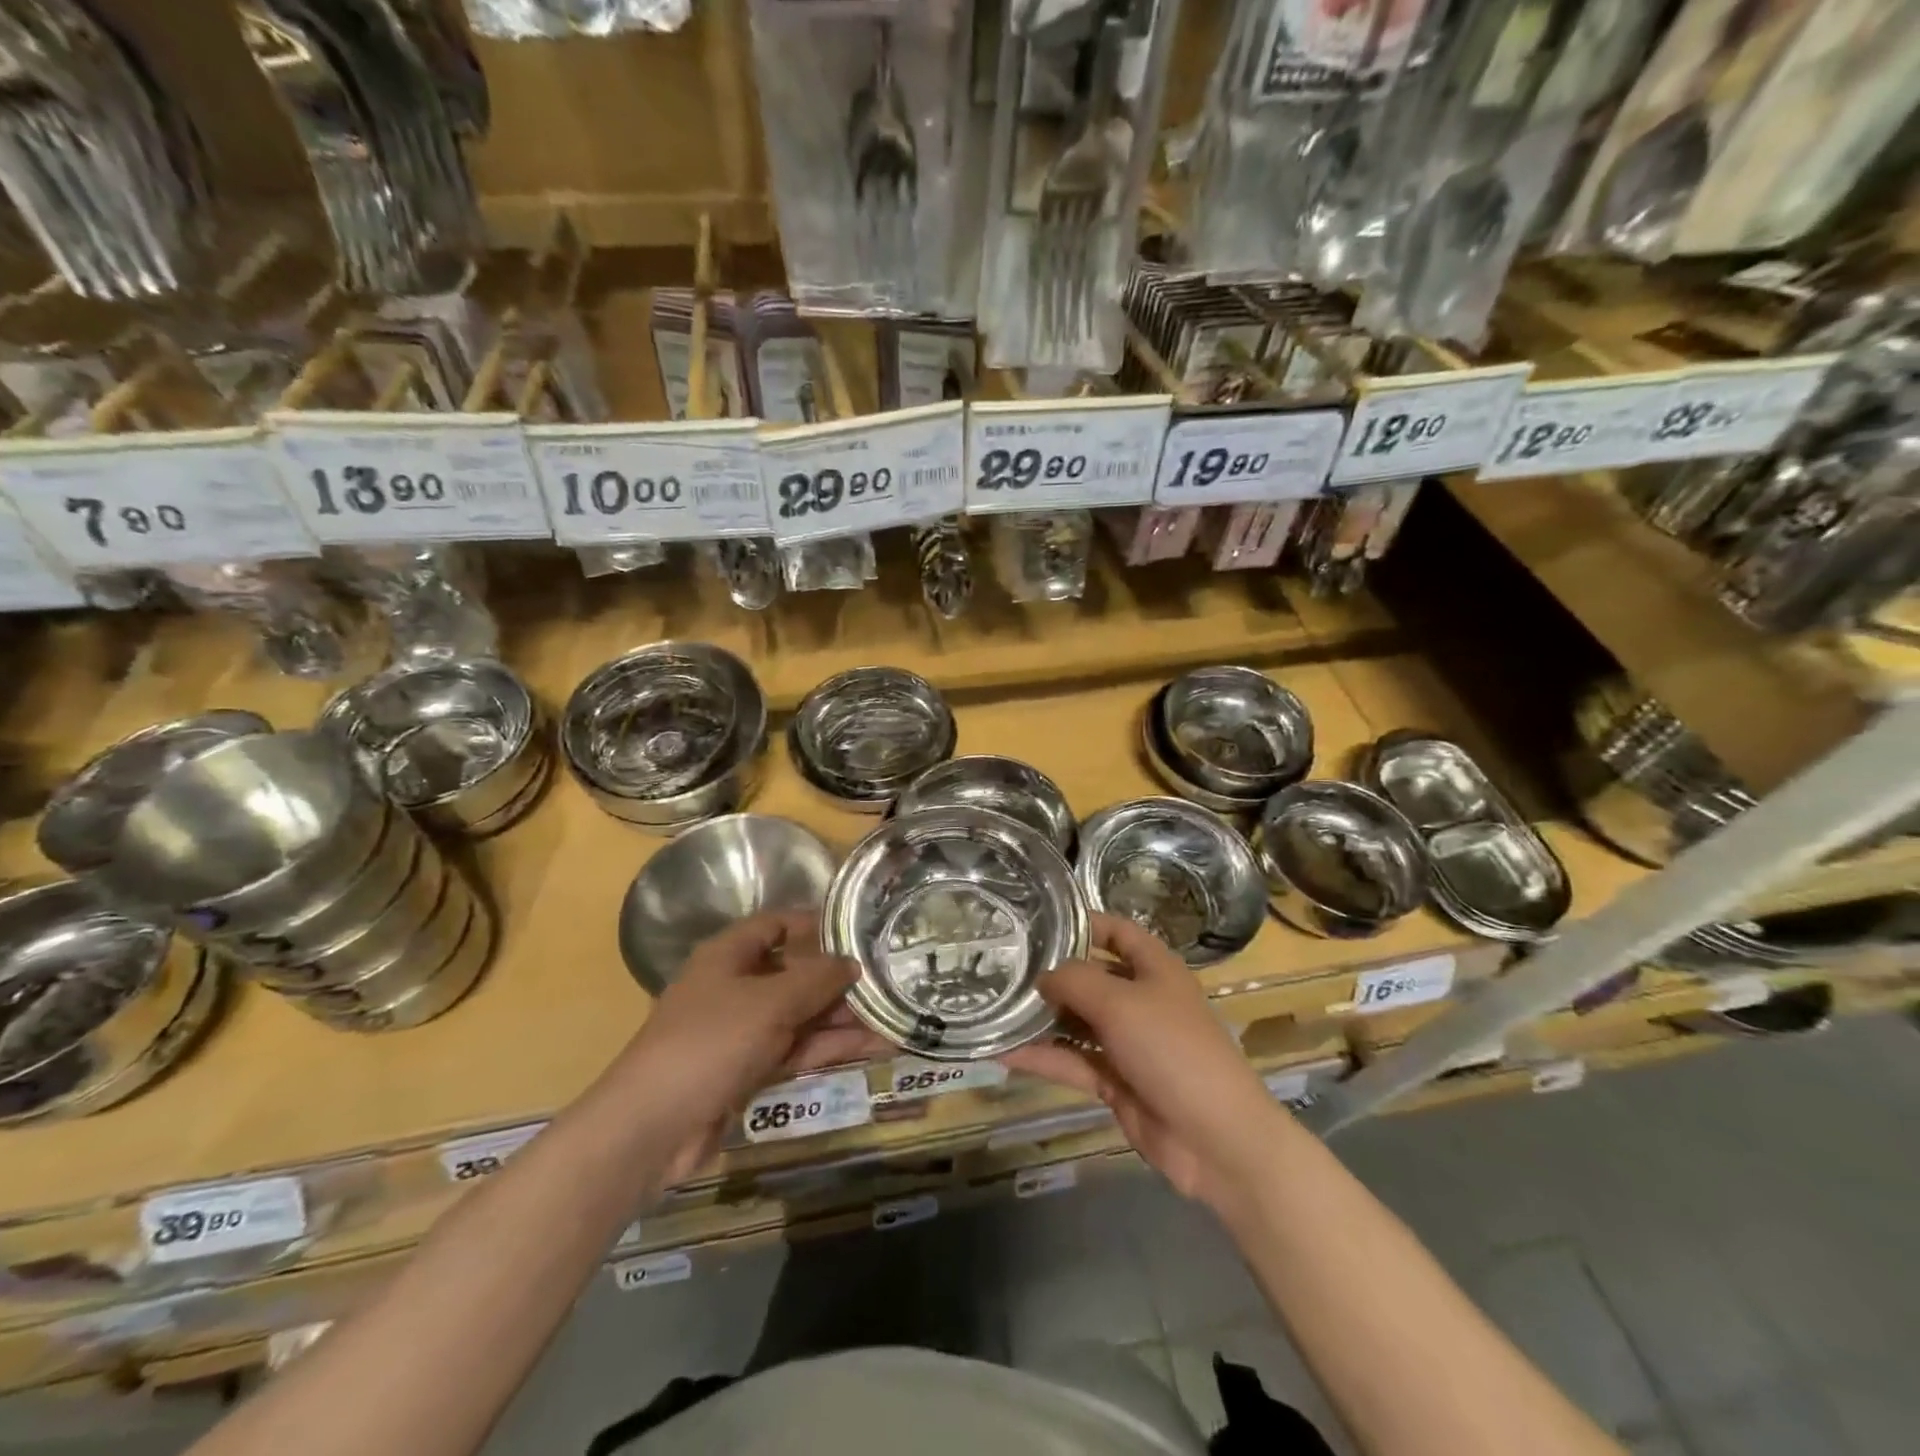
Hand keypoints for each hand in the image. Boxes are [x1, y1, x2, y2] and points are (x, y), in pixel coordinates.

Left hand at [617, 911, 884, 1180]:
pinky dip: (831, 1048)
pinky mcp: (749, 1071)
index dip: (814, 924)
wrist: (653, 1129)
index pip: (776, 924)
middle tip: (888, 980)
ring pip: (801, 1015)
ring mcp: (743, 1032)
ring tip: (894, 1016)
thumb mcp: (770, 1002)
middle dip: (839, 979)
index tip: (857, 930)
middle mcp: (735, 987)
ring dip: (843, 1018)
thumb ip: (816, 979)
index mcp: (728, 956)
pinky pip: (797, 1049)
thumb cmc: (711, 1043)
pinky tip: (874, 1047)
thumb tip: (852, 963)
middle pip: (795, 973)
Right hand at [1005, 915, 1283, 1214]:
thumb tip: (1042, 977)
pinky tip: (1005, 1054)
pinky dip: (1044, 1057)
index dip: (1083, 922)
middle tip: (1001, 967)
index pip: (1117, 931)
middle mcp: (1141, 999)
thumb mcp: (1120, 1002)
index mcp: (1154, 968)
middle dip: (1052, 973)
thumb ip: (1074, 981)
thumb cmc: (1172, 1049)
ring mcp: (1128, 1042)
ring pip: (1078, 1021)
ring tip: (995, 1007)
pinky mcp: (1116, 1081)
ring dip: (1042, 1017)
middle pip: (1091, 976)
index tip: (1038, 921)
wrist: (1215, 1139)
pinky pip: (1074, 1061)